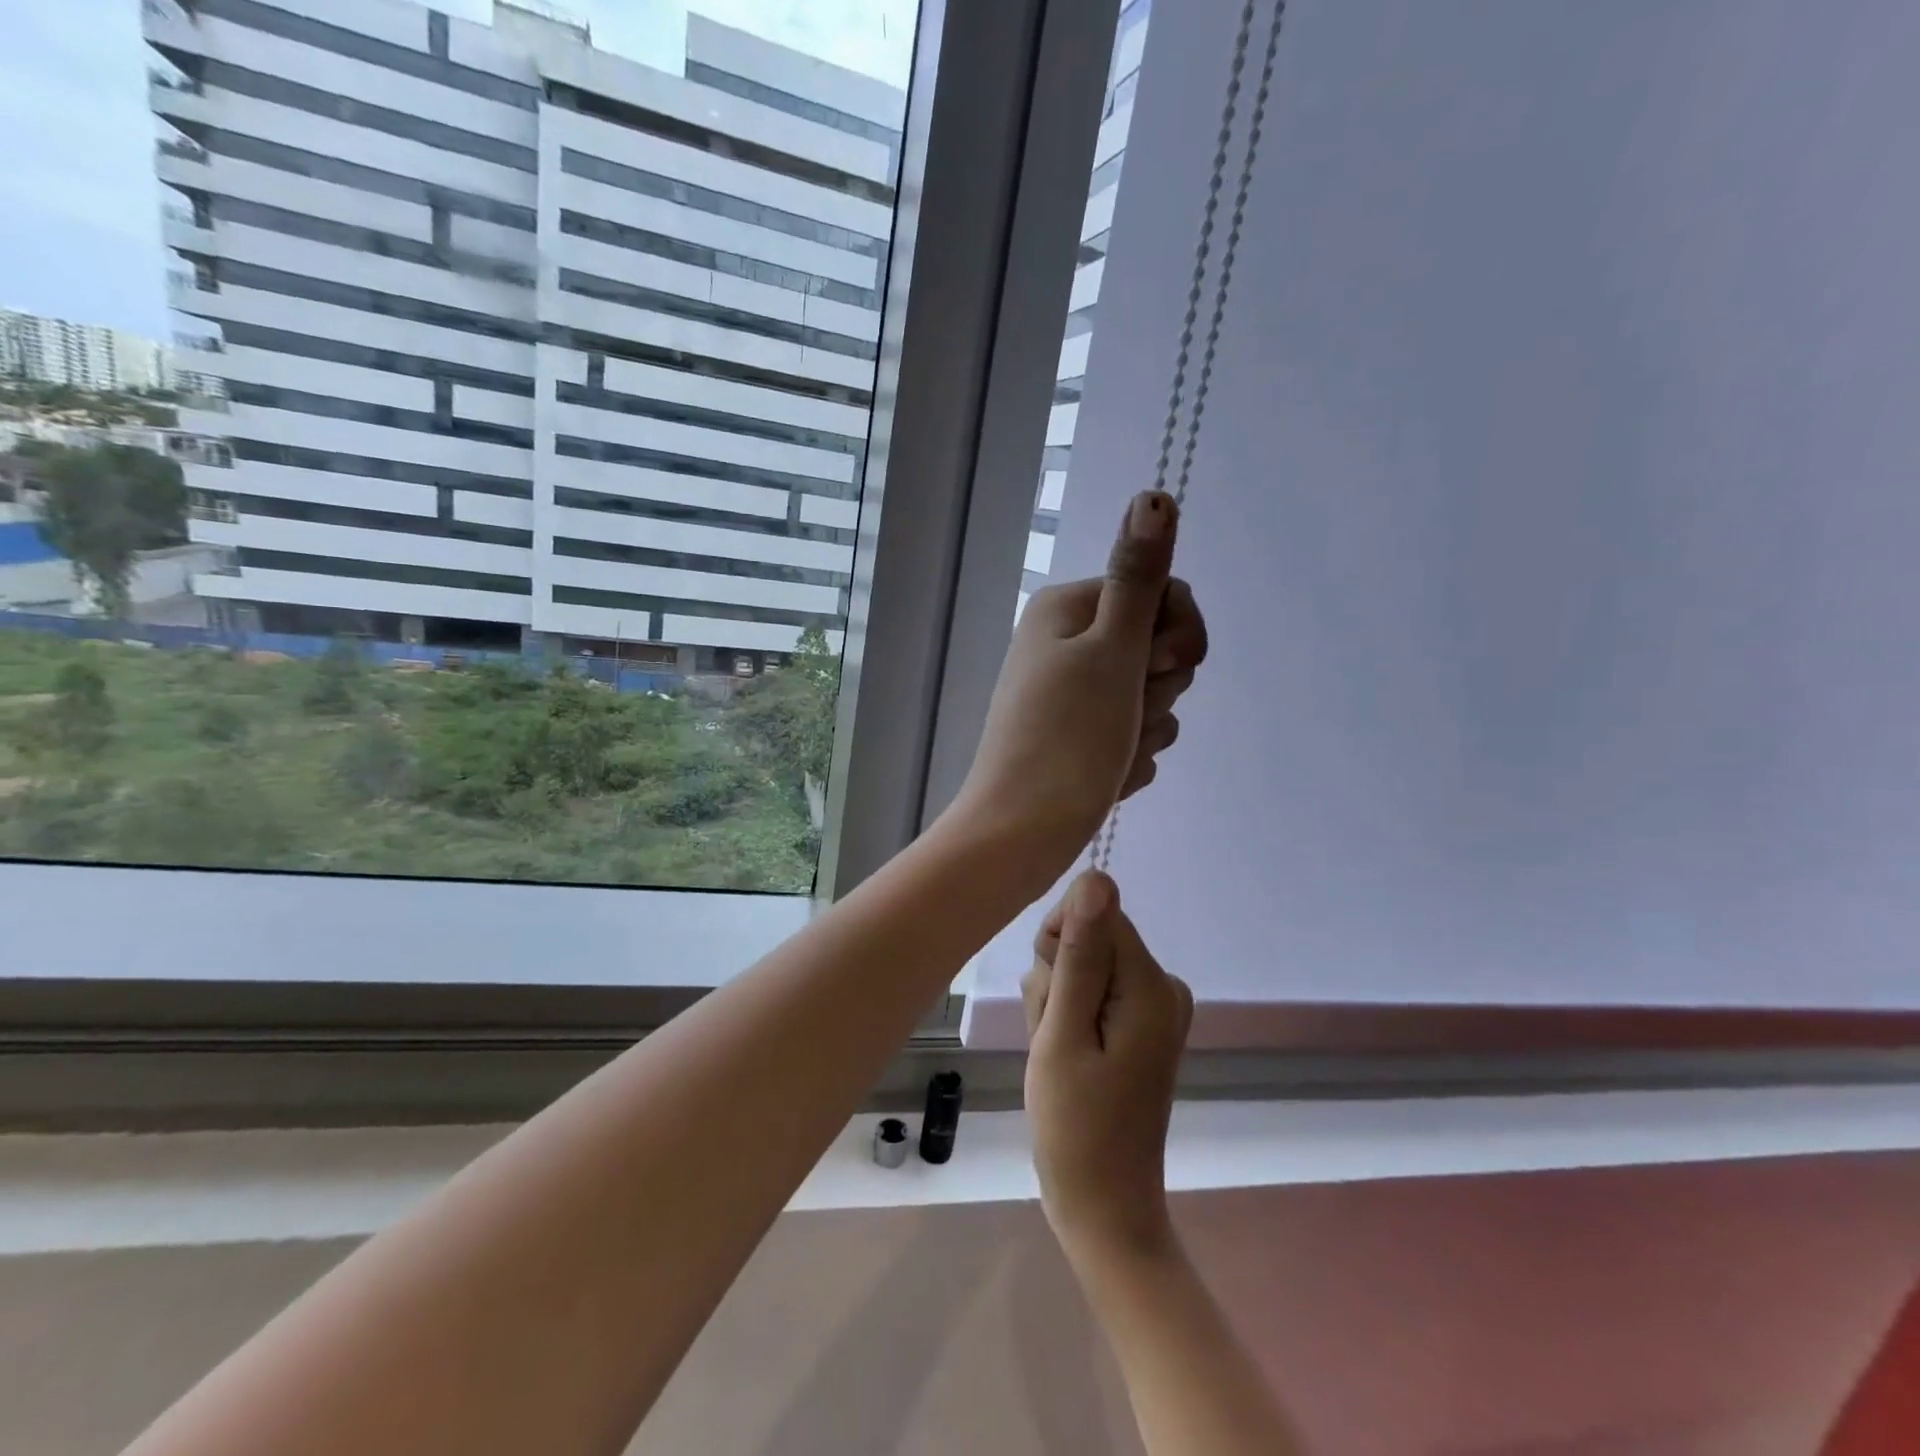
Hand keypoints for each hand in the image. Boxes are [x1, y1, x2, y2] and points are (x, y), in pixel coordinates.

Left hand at [950, 490, 1208, 877]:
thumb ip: (1139, 576)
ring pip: (1151, 697)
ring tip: (1111, 752)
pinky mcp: (1080, 737)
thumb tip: (1153, 495)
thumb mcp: (1111, 649)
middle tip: (1124, 713)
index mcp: (1068, 609)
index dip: (1178, 635)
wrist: (1022, 832)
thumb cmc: (1067, 737)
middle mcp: (1066, 643)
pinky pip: (1133, 736)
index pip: (1163, 594)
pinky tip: (1105, 776)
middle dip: (1158, 687)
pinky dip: (1129, 758)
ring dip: (1146, 729)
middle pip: (1160, 647)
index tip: (1157, 666)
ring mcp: (1072, 694)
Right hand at [1023, 870, 1193, 1263]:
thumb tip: (1097, 878)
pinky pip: (1093, 990)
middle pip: (1091, 938)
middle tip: (1054, 1035)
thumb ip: (1080, 955)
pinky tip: (1066, 1055)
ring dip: (1058, 1001)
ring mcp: (1155, 1006)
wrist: (1103, 1205)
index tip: (1049, 996)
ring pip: (1084, 964)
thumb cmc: (1074, 1125)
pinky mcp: (1140, 1023)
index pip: (1096, 913)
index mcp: (1151, 984)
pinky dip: (1070, 1015)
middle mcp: (1163, 986)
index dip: (1060, 944)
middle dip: (1057, 978)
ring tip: (1059, 1052)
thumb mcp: (1063, 1035)